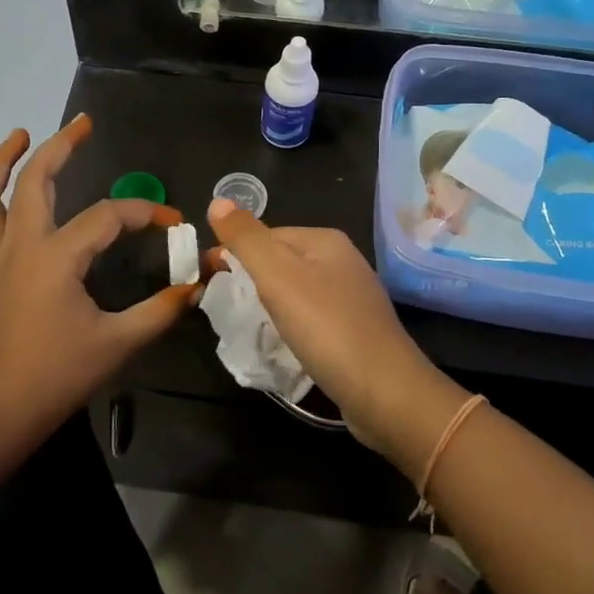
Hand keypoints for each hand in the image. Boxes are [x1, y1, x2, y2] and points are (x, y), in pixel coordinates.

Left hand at [0, 117, 193, 453]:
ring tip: (18, 137)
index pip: (108, 216)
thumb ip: (160, 310)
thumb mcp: (117, 343)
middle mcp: (18, 246)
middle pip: (35, 181)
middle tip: (82, 124)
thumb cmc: (55, 377)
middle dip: (60, 146)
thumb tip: (195, 284)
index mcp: (56, 256)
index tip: (173, 221)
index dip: (145, 212)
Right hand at [205, 198, 442, 452]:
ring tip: (249, 326)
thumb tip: (217, 201)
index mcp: (325, 240)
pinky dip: (292, 324)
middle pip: (282, 261)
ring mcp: (353, 296)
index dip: (235, 253)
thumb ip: (246, 239)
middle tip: (224, 307)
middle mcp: (343, 260)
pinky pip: (312, 316)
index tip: (209, 280)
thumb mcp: (277, 277)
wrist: (384, 392)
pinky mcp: (356, 330)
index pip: (266, 235)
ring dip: (270, 304)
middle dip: (251, 279)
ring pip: (297, 290)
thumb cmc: (326, 328)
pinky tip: (284, 343)